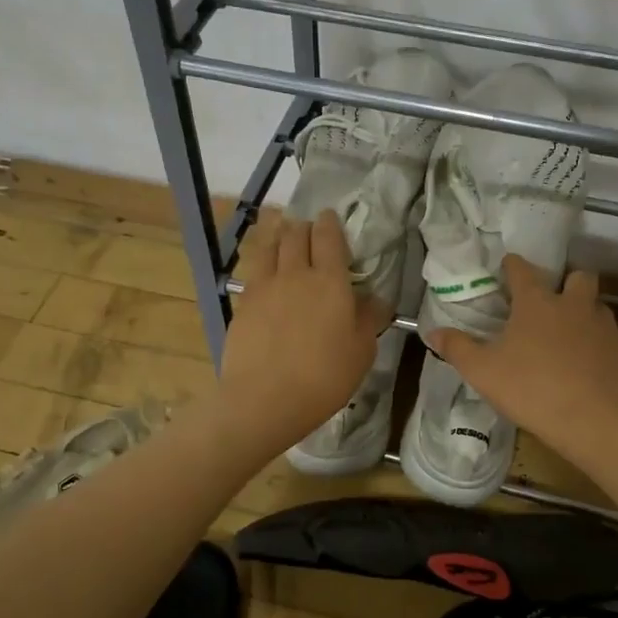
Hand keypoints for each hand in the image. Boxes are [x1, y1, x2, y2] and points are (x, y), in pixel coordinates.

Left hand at [218, 210, 389, 451]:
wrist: (265, 399)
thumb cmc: (324, 377)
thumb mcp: (361, 351)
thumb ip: (369, 319)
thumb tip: (375, 299)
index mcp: (330, 281)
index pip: (329, 237)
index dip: (330, 223)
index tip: (330, 219)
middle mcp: (295, 273)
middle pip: (296, 234)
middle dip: (304, 226)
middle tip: (309, 230)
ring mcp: (264, 286)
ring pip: (270, 245)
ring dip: (279, 234)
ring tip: (282, 233)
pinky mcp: (243, 302)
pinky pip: (253, 269)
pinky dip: (262, 259)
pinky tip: (265, 269)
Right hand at [428, 255, 617, 469]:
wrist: (596, 420)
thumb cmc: (532, 389)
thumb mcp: (483, 372)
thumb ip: (457, 348)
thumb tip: (432, 332)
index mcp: (537, 303)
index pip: (523, 270)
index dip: (513, 265)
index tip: (507, 267)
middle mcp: (573, 305)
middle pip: (577, 277)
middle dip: (565, 282)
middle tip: (551, 302)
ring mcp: (603, 327)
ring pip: (596, 306)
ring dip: (583, 312)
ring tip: (568, 335)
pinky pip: (608, 337)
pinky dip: (596, 343)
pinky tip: (586, 365)